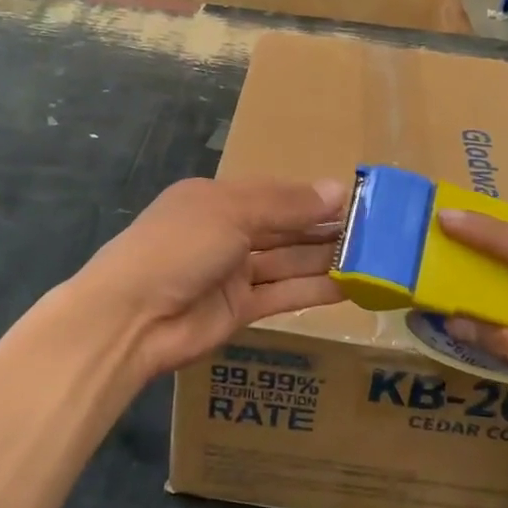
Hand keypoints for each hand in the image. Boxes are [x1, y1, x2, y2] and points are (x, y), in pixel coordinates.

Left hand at [73, 177, 346, 381]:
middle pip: (284, 228)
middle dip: (324, 228)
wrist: (132, 317)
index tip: (356, 201)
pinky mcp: (240, 310)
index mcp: (218, 198)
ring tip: (373, 258)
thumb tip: (338, 190)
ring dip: (326, 259)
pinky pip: (284, 294)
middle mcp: (227, 232)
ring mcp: (233, 273)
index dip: (312, 198)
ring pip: (288, 262)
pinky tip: (350, 287)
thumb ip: (286, 205)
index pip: (275, 194)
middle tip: (375, 232)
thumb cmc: (179, 246)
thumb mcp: (232, 212)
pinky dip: (314, 290)